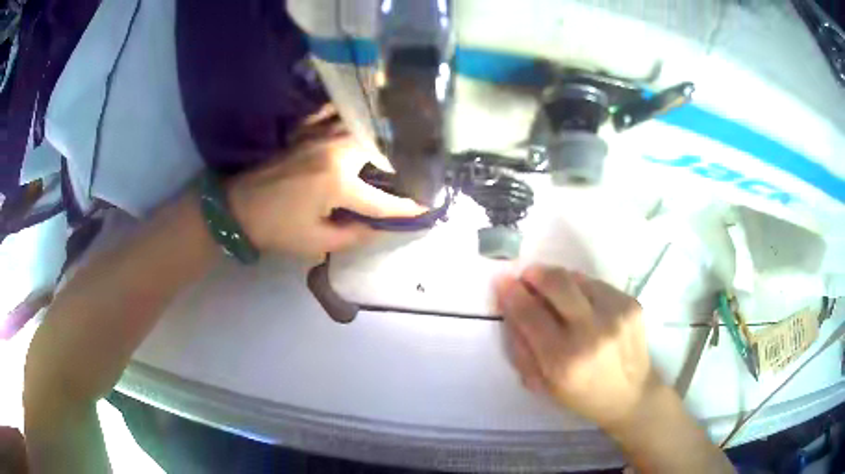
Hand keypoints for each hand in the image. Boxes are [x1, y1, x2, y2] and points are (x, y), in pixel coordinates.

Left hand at [227, 132, 424, 258]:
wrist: (237, 207)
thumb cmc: (276, 228)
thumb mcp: (315, 242)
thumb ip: (352, 235)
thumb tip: (376, 227)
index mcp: (337, 183)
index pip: (380, 199)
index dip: (405, 208)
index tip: (427, 206)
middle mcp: (334, 152)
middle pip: (377, 148)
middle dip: (398, 160)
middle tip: (413, 168)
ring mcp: (319, 137)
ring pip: (360, 128)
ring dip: (379, 136)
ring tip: (395, 144)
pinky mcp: (307, 133)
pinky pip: (334, 116)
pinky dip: (350, 117)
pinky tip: (361, 120)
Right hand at [495, 265, 659, 430]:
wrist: (632, 395)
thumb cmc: (582, 395)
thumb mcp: (543, 384)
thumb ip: (522, 346)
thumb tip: (511, 306)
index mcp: (563, 360)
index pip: (529, 313)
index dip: (511, 292)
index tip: (502, 280)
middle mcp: (592, 332)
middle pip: (557, 283)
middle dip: (536, 273)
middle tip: (528, 276)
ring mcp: (616, 314)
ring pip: (577, 278)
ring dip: (561, 282)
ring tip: (560, 298)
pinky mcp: (632, 304)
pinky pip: (597, 284)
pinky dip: (583, 289)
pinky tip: (586, 307)